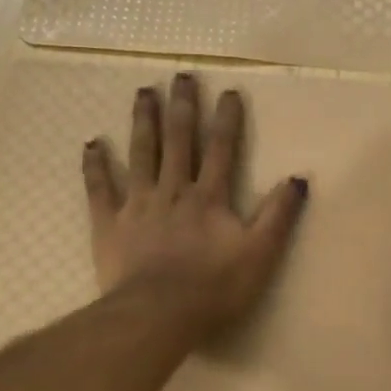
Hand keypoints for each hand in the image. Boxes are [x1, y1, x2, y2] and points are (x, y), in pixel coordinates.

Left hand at [83, 73, 308, 341]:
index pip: (221, 150)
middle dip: (182, 107)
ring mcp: (138, 205)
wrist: (159, 314)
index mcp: (209, 198)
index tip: (228, 91)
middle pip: (179, 141)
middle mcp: (173, 191)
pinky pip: (100, 189)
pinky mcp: (109, 224)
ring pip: (141, 154)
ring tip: (143, 93)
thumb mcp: (260, 253)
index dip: (226, 119)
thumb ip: (278, 215)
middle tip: (180, 76)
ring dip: (143, 122)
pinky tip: (91, 143)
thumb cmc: (215, 288)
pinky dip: (95, 166)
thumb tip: (298, 178)